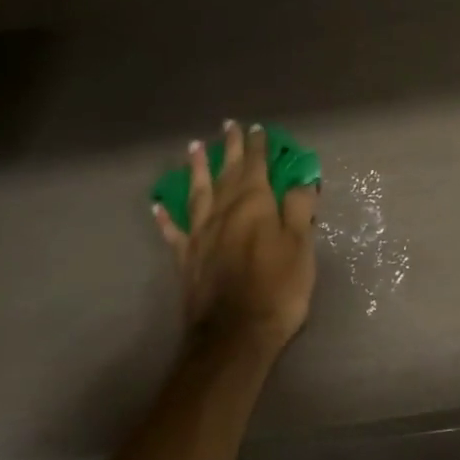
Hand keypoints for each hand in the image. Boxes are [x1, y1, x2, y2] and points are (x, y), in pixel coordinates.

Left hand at [152, 120, 318, 351]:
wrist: (235, 334)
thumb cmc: (278, 288)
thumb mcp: (301, 246)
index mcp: (254, 204)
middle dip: (230, 148)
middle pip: (227, 172)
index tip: (257, 128)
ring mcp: (200, 234)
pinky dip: (166, 217)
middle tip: (228, 125)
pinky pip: (174, 231)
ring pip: (197, 192)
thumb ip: (300, 209)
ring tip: (194, 147)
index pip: (256, 165)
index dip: (258, 146)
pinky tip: (159, 206)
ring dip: (197, 168)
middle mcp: (223, 210)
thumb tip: (301, 180)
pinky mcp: (186, 258)